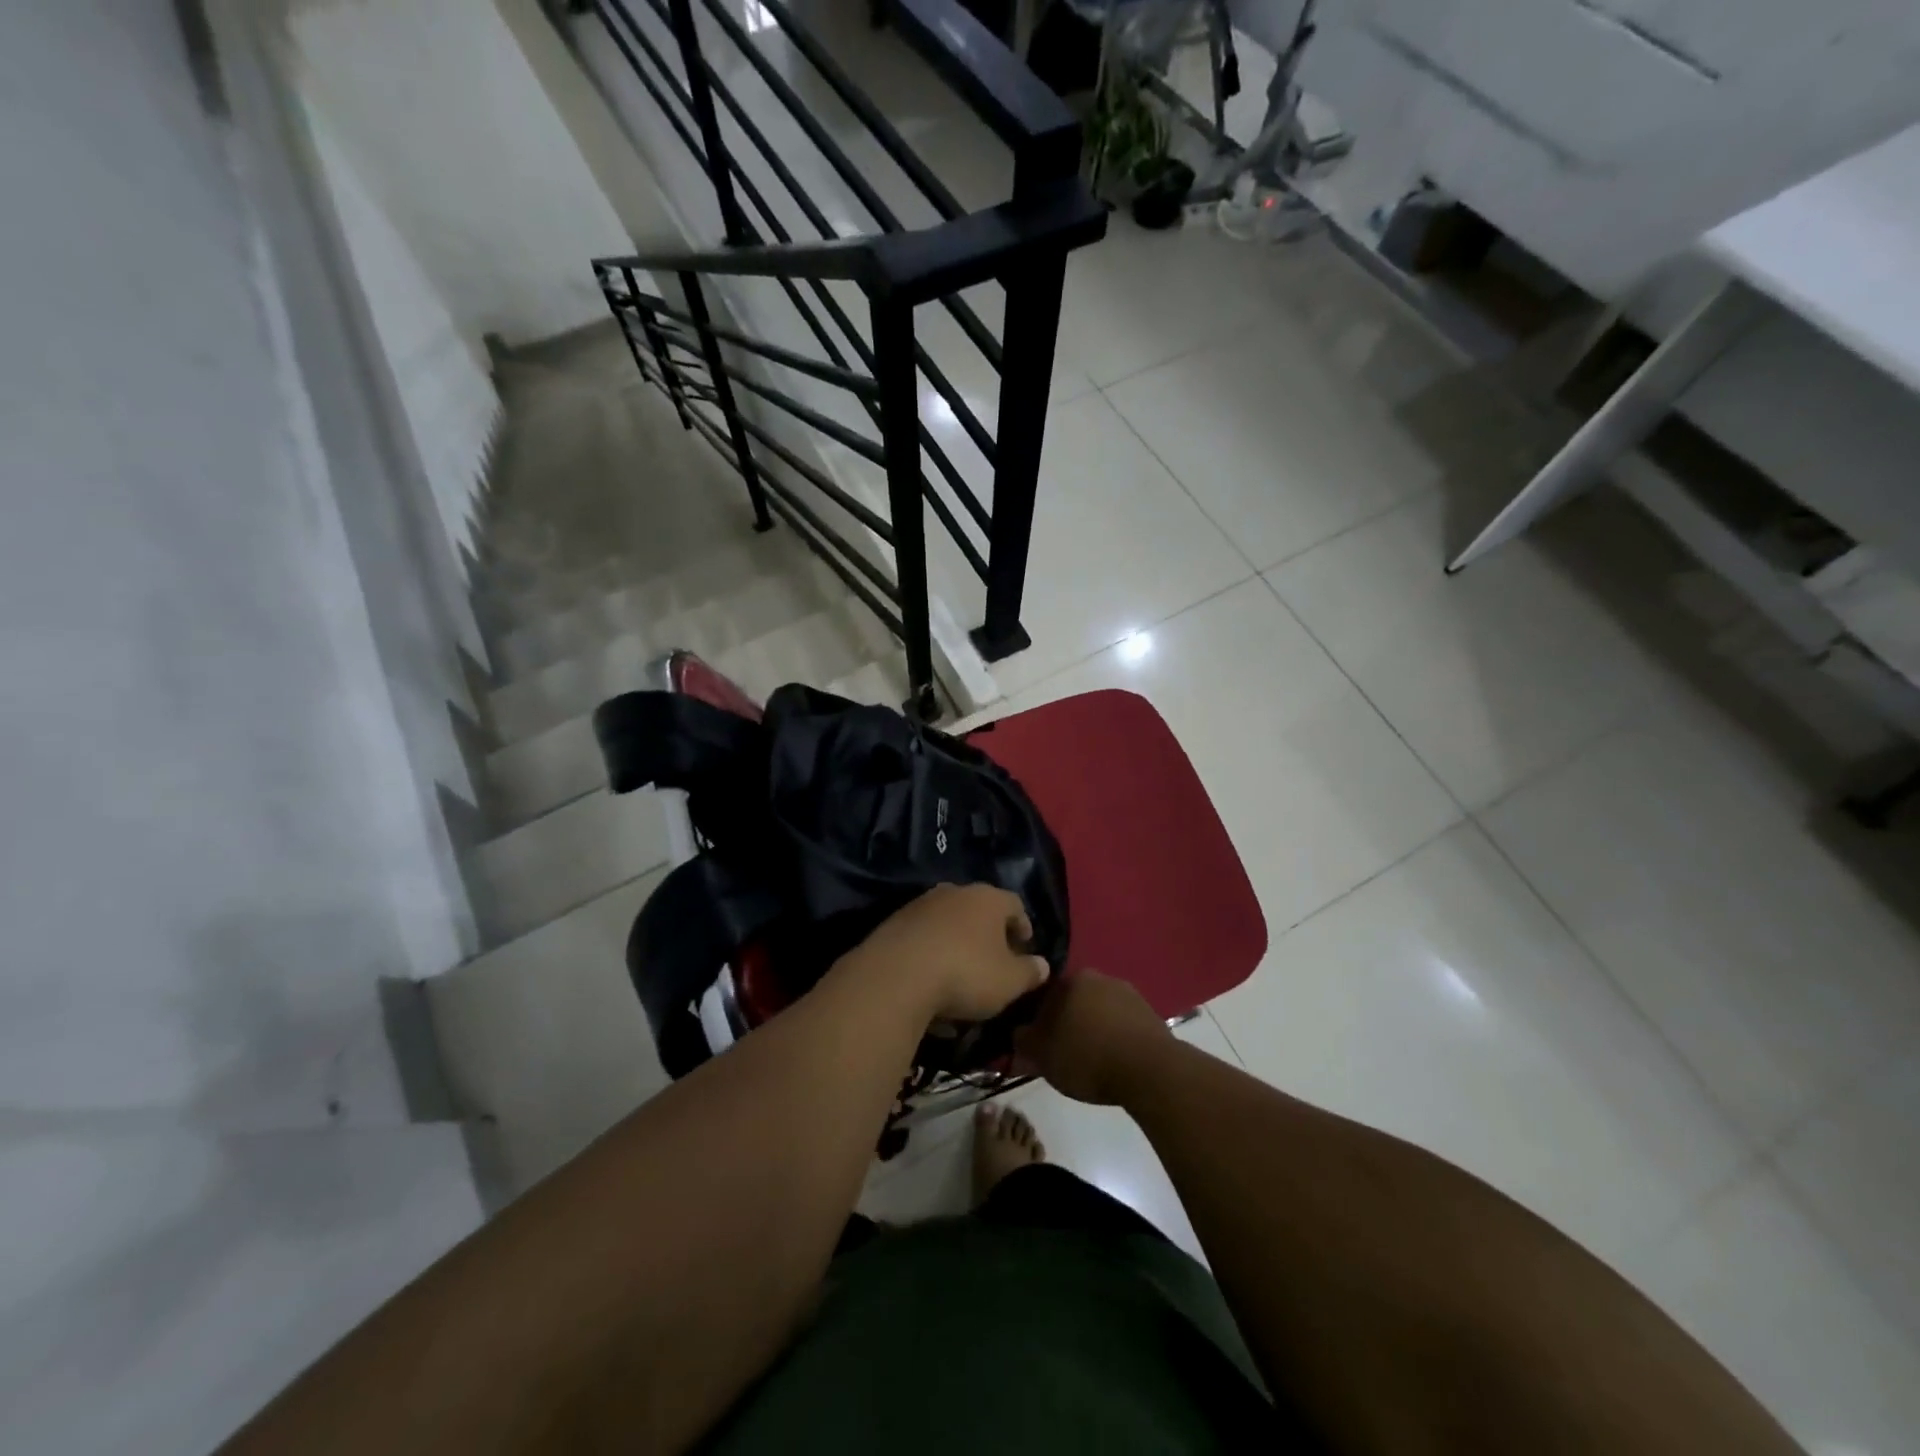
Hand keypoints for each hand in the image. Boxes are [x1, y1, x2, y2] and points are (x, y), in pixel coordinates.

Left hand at [837, 883, 1049, 1024]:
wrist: (895, 976)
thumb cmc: (965, 973)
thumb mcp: (1009, 981)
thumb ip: (1030, 972)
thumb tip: (1042, 964)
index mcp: (987, 899)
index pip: (1014, 904)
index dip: (1023, 925)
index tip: (1025, 946)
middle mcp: (954, 892)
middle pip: (979, 909)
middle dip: (988, 934)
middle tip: (995, 959)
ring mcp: (920, 905)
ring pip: (948, 923)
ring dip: (957, 944)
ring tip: (961, 976)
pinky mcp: (894, 923)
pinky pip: (923, 938)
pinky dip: (931, 956)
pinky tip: (931, 985)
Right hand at [1013, 970, 1172, 1104]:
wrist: (1150, 1070)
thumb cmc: (1088, 1058)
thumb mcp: (1044, 1057)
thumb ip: (1024, 1041)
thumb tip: (1018, 1033)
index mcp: (1071, 980)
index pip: (1043, 994)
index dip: (1036, 1019)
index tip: (1036, 1041)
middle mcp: (1099, 978)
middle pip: (1073, 1000)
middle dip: (1065, 1021)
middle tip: (1061, 1051)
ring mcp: (1128, 993)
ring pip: (1098, 1010)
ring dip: (1092, 1028)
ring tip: (1089, 1059)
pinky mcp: (1149, 1013)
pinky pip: (1121, 1023)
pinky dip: (1114, 1037)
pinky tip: (1113, 1059)